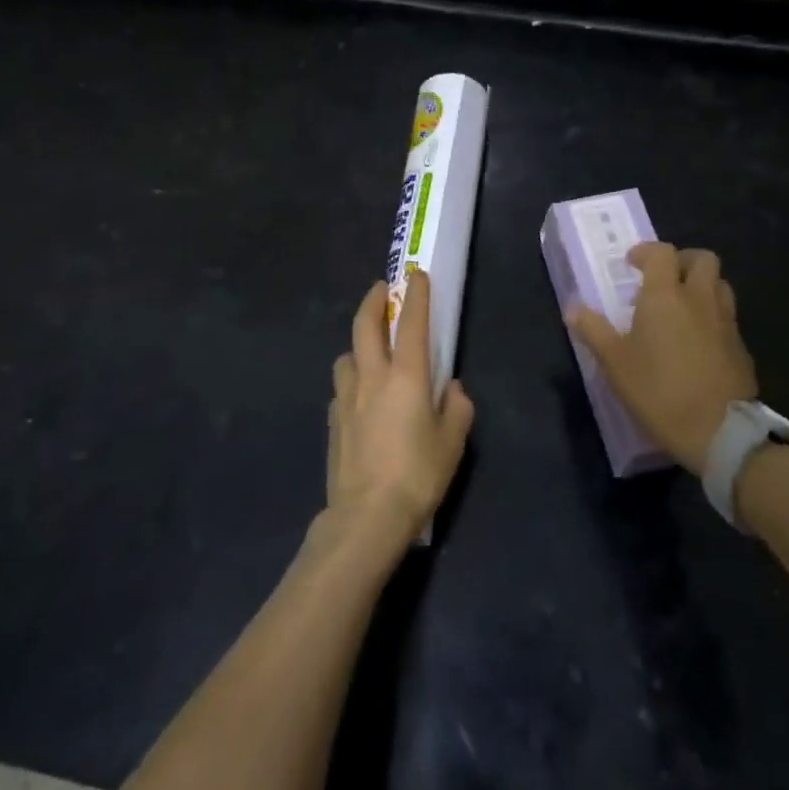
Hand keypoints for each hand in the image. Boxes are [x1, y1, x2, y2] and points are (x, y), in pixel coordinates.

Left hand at [327, 268, 473, 548]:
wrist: (366, 514)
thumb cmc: (417, 475)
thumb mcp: (452, 443)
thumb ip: (456, 408)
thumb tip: (451, 388)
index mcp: (405, 376)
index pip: (410, 323)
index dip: (415, 296)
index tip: (415, 275)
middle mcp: (372, 377)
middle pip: (364, 326)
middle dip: (373, 301)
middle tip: (381, 289)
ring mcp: (346, 398)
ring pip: (346, 355)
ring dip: (357, 343)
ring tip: (369, 349)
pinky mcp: (332, 420)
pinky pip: (341, 387)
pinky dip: (351, 380)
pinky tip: (360, 396)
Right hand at [567, 243, 756, 474]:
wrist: (719, 431)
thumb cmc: (658, 390)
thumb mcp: (615, 363)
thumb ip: (593, 331)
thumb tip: (573, 309)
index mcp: (666, 296)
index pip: (662, 253)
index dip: (646, 252)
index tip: (631, 264)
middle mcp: (700, 299)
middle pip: (703, 259)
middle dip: (682, 261)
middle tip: (662, 279)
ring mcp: (726, 322)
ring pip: (720, 285)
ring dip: (701, 285)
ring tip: (681, 306)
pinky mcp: (741, 347)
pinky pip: (727, 316)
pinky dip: (712, 316)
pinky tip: (697, 341)